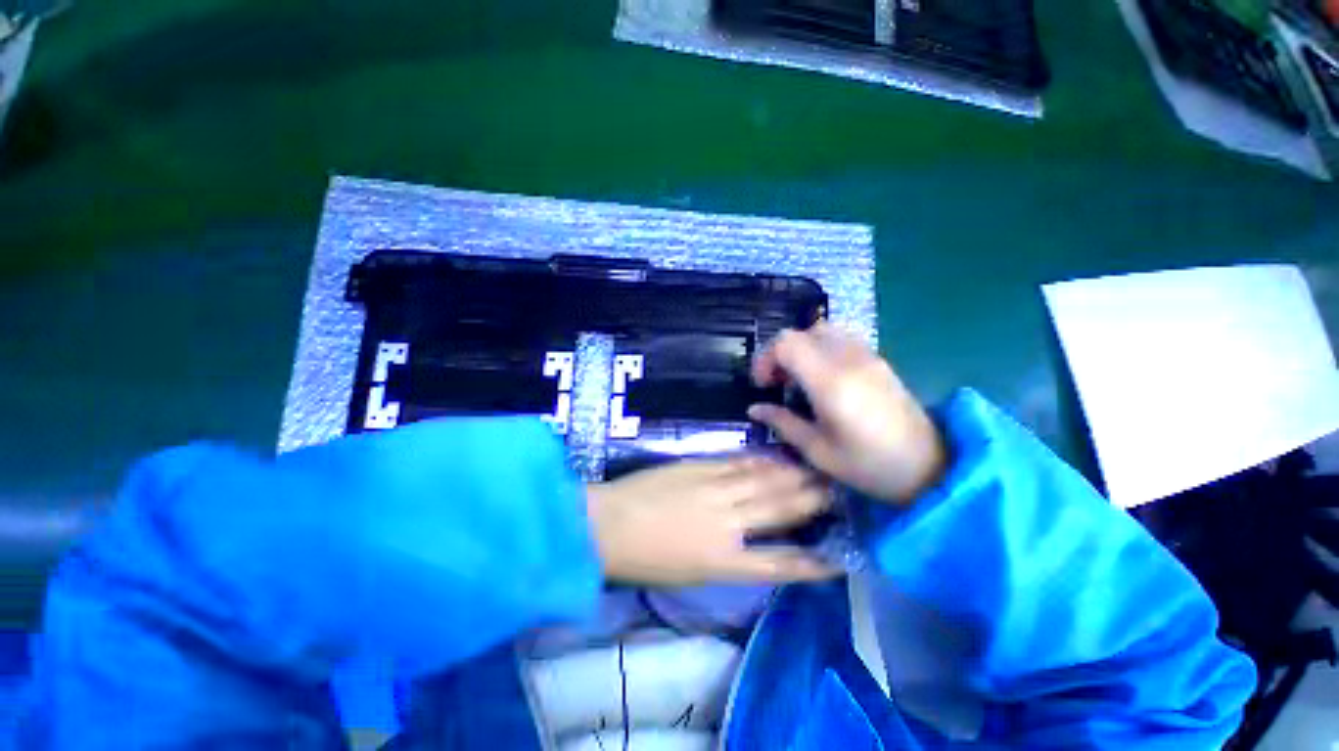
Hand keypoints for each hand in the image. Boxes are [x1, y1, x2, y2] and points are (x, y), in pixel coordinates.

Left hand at [586, 457, 838, 585]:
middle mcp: (726, 523)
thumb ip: (729, 559)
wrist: (607, 525)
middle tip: (838, 490)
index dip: (812, 562)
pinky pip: (735, 463)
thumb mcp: (691, 574)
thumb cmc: (645, 560)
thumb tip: (756, 544)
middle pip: (778, 510)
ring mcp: (712, 489)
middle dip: (812, 500)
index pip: (779, 565)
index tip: (840, 557)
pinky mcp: (698, 467)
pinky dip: (757, 460)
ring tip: (817, 467)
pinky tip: (774, 455)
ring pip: (762, 480)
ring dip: (791, 474)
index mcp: (722, 562)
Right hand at [748, 323, 946, 503]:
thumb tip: (755, 408)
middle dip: (780, 353)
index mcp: (830, 382)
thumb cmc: (869, 466)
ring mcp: (867, 356)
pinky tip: (823, 378)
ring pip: (822, 330)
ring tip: (798, 378)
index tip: (763, 385)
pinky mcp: (878, 360)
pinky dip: (821, 348)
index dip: (766, 358)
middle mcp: (848, 359)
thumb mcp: (818, 452)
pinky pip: (841, 338)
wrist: (930, 467)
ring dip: (802, 348)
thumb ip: (783, 423)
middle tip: (777, 382)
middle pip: (802, 332)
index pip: (787, 342)